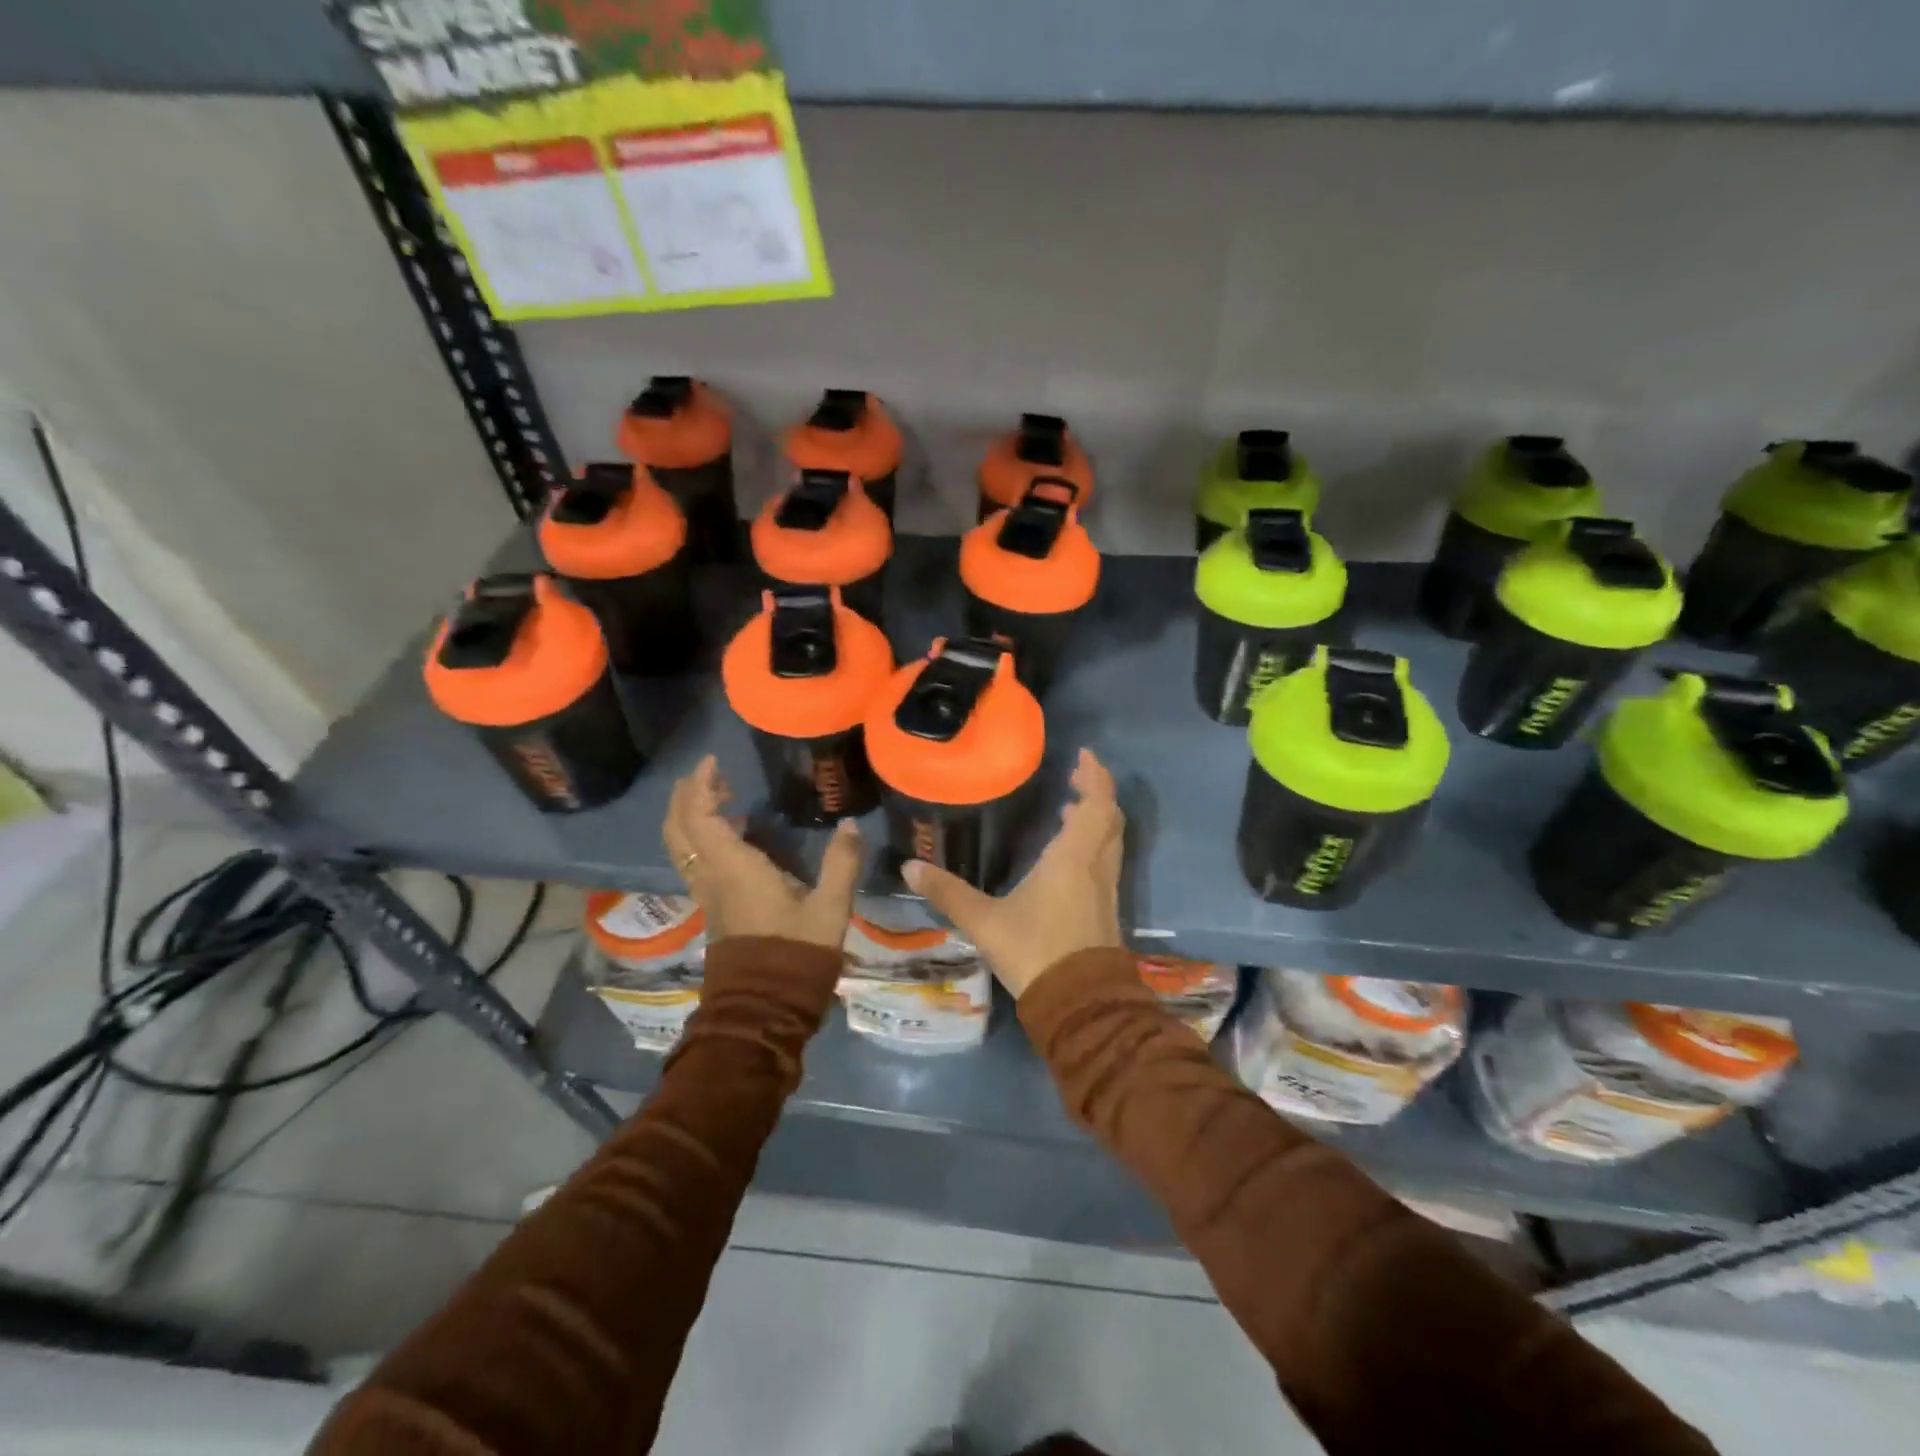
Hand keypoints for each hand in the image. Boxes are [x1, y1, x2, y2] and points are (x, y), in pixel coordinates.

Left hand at [662, 756, 862, 948]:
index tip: (713, 762)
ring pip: (683, 848)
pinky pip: (697, 863)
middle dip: (687, 797)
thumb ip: (841, 864)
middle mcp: (712, 878)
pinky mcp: (715, 910)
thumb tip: (850, 825)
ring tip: (721, 799)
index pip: (700, 817)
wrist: (764, 1011)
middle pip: (679, 830)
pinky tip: (735, 838)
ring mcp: (709, 896)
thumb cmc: (795, 955)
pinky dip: (703, 839)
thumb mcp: (829, 909)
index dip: (701, 786)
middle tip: (710, 775)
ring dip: (692, 817)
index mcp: (733, 869)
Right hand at [904, 749, 1123, 997]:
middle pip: (1109, 818)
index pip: (1095, 805)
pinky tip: (1068, 857)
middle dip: (1096, 793)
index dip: (1095, 777)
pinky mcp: (1107, 910)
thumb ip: (948, 893)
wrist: (1081, 1005)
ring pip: (1110, 841)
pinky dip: (1093, 844)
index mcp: (1073, 858)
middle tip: (1076, 777)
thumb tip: (910, 867)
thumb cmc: (1035, 952)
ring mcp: (1106, 890)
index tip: (1085, 755)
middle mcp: (1096, 867)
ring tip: (1069, 809)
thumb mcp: (985, 922)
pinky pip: (1106, 861)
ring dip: (1096, 819)